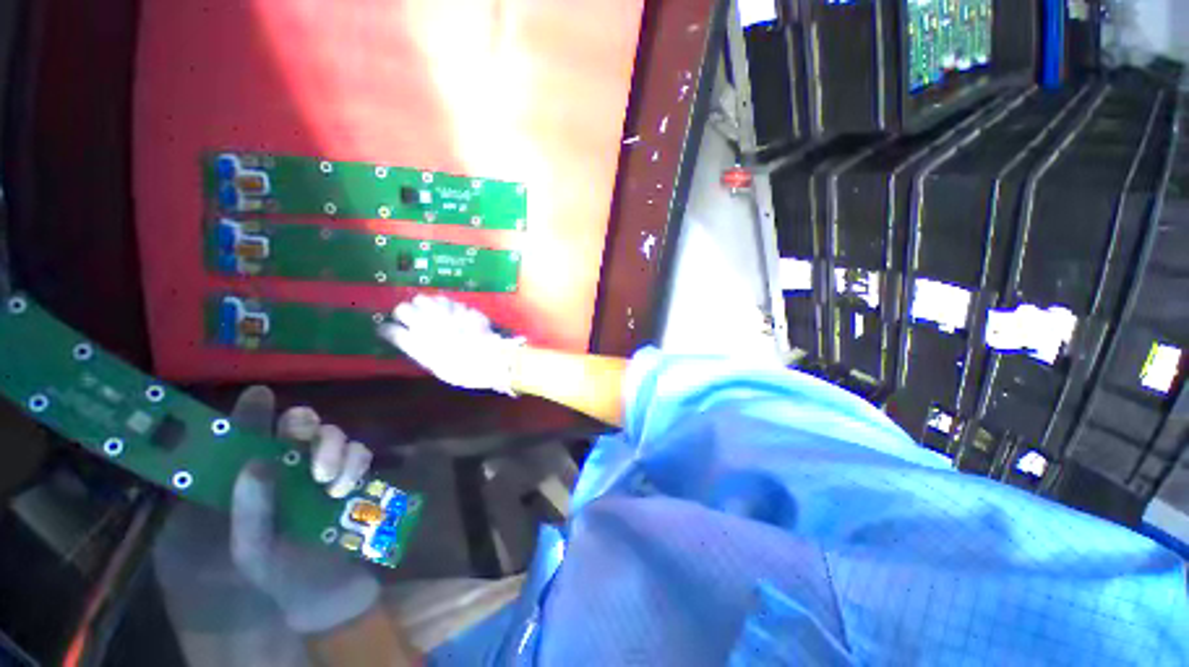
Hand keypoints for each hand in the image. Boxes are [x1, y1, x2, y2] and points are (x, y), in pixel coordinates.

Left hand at [228, 386, 380, 634]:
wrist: (331, 592)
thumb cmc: (282, 575)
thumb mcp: (254, 550)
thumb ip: (250, 511)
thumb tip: (257, 462)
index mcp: (253, 484)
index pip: (247, 439)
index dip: (251, 413)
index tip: (260, 394)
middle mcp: (289, 469)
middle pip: (298, 425)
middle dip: (303, 425)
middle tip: (306, 439)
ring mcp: (325, 471)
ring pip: (333, 434)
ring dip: (333, 448)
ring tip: (328, 481)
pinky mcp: (354, 477)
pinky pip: (361, 452)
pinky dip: (356, 462)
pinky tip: (347, 486)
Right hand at [379, 295, 524, 394]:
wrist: (490, 358)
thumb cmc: (462, 369)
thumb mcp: (435, 365)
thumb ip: (419, 349)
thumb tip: (409, 339)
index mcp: (416, 342)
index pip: (390, 330)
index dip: (388, 329)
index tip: (389, 330)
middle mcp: (425, 324)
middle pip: (403, 309)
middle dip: (405, 312)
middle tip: (410, 317)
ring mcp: (443, 312)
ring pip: (424, 299)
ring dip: (425, 304)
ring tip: (430, 311)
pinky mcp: (460, 307)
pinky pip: (448, 301)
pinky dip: (446, 305)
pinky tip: (451, 311)